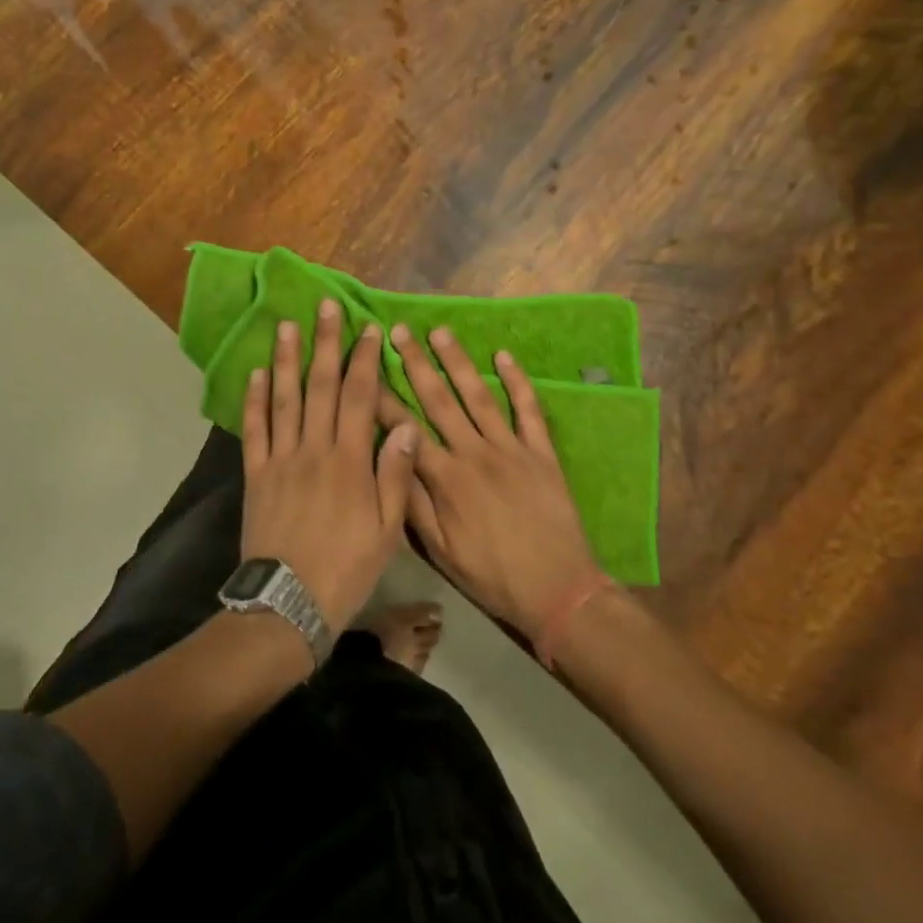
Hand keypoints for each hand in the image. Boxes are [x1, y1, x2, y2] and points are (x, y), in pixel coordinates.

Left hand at [241, 300, 420, 629]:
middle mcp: (314, 449)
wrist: (289, 604)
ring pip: (284, 399)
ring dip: (287, 360)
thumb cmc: (346, 568)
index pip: (358, 397)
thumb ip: (394, 474)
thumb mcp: (386, 530)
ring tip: (286, 326)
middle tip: (325, 307)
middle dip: (325, 344)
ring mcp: (281, 459)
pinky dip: (255, 399)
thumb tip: (405, 424)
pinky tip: (258, 373)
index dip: (363, 360)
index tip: (367, 330)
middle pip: (320, 386)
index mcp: (349, 461)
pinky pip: (254, 429)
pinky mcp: (256, 474)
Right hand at [381, 324, 601, 634]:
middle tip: (399, 331)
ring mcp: (510, 448)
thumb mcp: (441, 552)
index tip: (364, 368)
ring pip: (478, 395)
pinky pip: (528, 409)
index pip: (405, 427)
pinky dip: (517, 381)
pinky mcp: (541, 452)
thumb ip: (413, 504)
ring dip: (457, 361)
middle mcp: (474, 453)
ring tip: (439, 332)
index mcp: (446, 478)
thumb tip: (387, 460)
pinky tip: (504, 356)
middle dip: (415, 363)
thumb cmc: (492, 575)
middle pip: (439, 399)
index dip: (382, 397)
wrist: (558, 591)